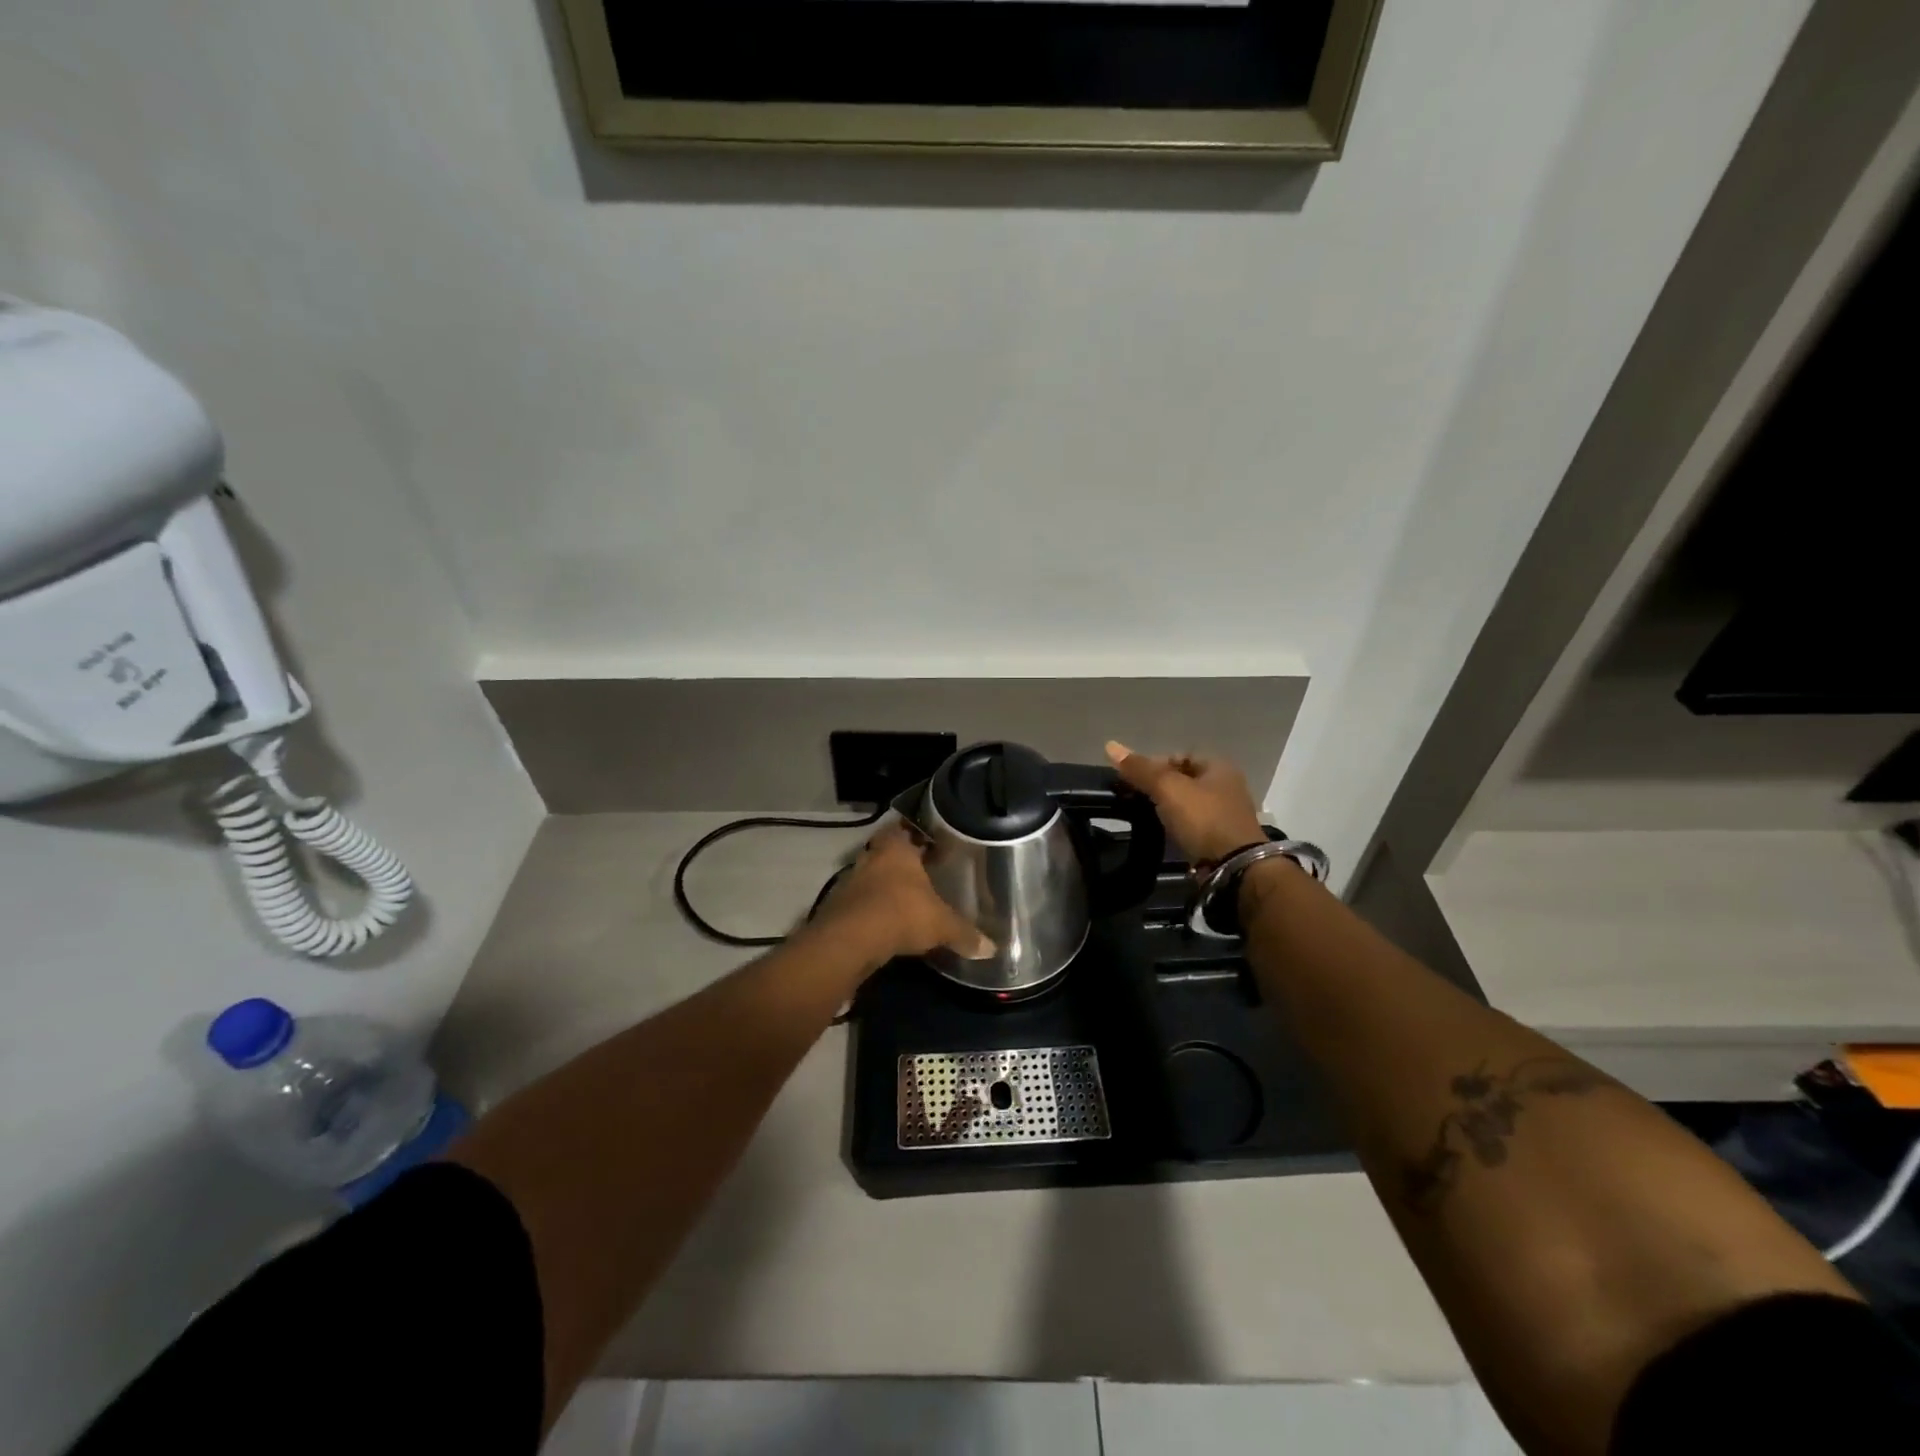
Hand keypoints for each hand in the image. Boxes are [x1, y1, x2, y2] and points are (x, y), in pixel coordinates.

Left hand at [809, 823, 993, 968]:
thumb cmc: (901, 914)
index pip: (906, 828)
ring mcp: (851, 879)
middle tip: (922, 870)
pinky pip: (860, 901)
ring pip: (871, 875)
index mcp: (896, 848)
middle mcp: (871, 856)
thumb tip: (992, 949)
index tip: (931, 842)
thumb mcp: (942, 925)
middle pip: (886, 851)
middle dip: (902, 861)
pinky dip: (871, 908)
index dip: (918, 834)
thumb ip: (965, 933)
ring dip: (884, 885)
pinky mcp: (838, 905)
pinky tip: (885, 921)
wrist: (850, 940)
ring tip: (905, 898)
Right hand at [1105, 740, 1266, 864]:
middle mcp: (1226, 786)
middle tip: (1135, 797)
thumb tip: (1110, 745)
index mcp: (1218, 767)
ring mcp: (1225, 813)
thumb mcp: (1168, 788)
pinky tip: (1162, 832)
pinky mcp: (1221, 837)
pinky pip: (1192, 824)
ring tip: (1144, 815)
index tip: (1133, 779)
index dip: (1154, 763)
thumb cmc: (1203, 819)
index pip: (1179, 756)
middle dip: (1158, 786)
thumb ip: (1140, 769)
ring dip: (1166, 807)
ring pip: (1187, 803)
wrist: (1233, 866)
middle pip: (1183, 779)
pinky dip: (1176, 825)